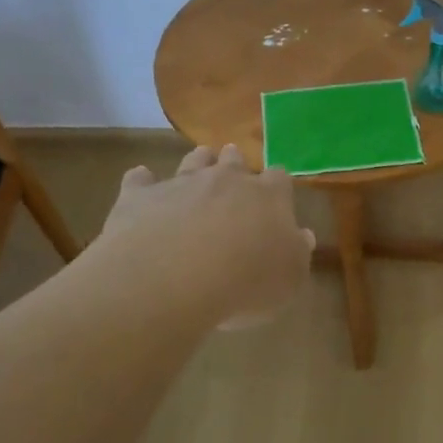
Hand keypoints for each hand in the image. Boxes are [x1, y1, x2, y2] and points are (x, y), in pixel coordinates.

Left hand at [99, 145, 314, 327]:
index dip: (278, 185)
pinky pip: (140, 180)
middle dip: (235, 163)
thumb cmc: (246, 282)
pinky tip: (141, 182)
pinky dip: (142, 181)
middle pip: (234, 160)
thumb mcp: (289, 280)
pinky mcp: (140, 196)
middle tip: (234, 169)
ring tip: (198, 163)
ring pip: (192, 161)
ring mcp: (180, 184)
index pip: (279, 179)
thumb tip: (302, 236)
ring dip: (197, 162)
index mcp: (268, 198)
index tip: (277, 193)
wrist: (174, 277)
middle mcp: (226, 181)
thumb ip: (297, 254)